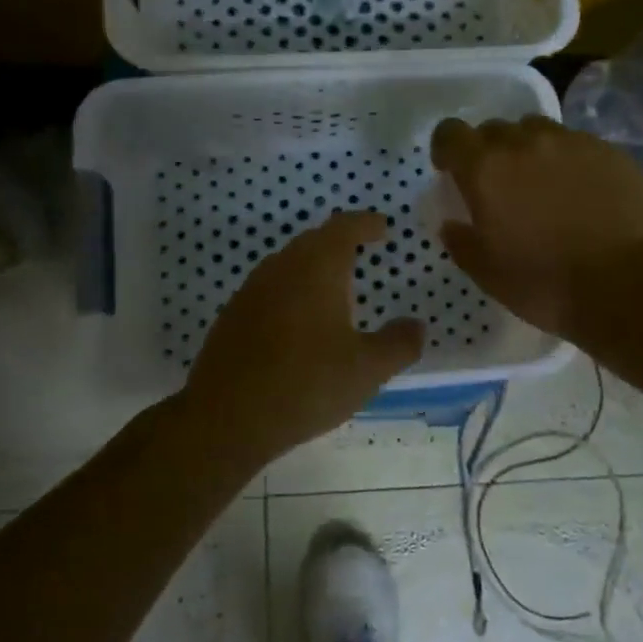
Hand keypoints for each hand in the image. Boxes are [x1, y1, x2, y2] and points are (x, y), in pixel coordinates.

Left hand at [183, 211, 424, 466]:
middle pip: (313, 241)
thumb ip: (398, 344)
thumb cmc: (306, 385)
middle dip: (339, 242)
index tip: (382, 227)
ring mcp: (250, 291)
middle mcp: (280, 269)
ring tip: (334, 289)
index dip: (365, 223)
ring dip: (312, 267)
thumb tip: (416, 325)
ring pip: (287, 265)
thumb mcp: (367, 370)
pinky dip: (291, 292)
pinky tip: (298, 323)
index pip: (344, 227)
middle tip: (361, 253)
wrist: (226, 418)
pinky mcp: (232, 317)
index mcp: (317, 268)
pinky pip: (269, 290)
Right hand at [430, 116, 642, 338]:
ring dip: (529, 150)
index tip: (451, 170)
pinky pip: (576, 144)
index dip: (446, 148)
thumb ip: (461, 241)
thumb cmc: (543, 282)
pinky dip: (568, 160)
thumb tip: (451, 223)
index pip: (451, 133)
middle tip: (499, 185)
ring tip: (541, 182)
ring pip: (537, 131)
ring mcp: (572, 143)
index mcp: (486, 170)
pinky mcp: (609, 152)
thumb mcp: (486, 272)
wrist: (625, 284)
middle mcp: (525, 143)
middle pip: (495, 129)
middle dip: (489, 151)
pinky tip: (580, 192)